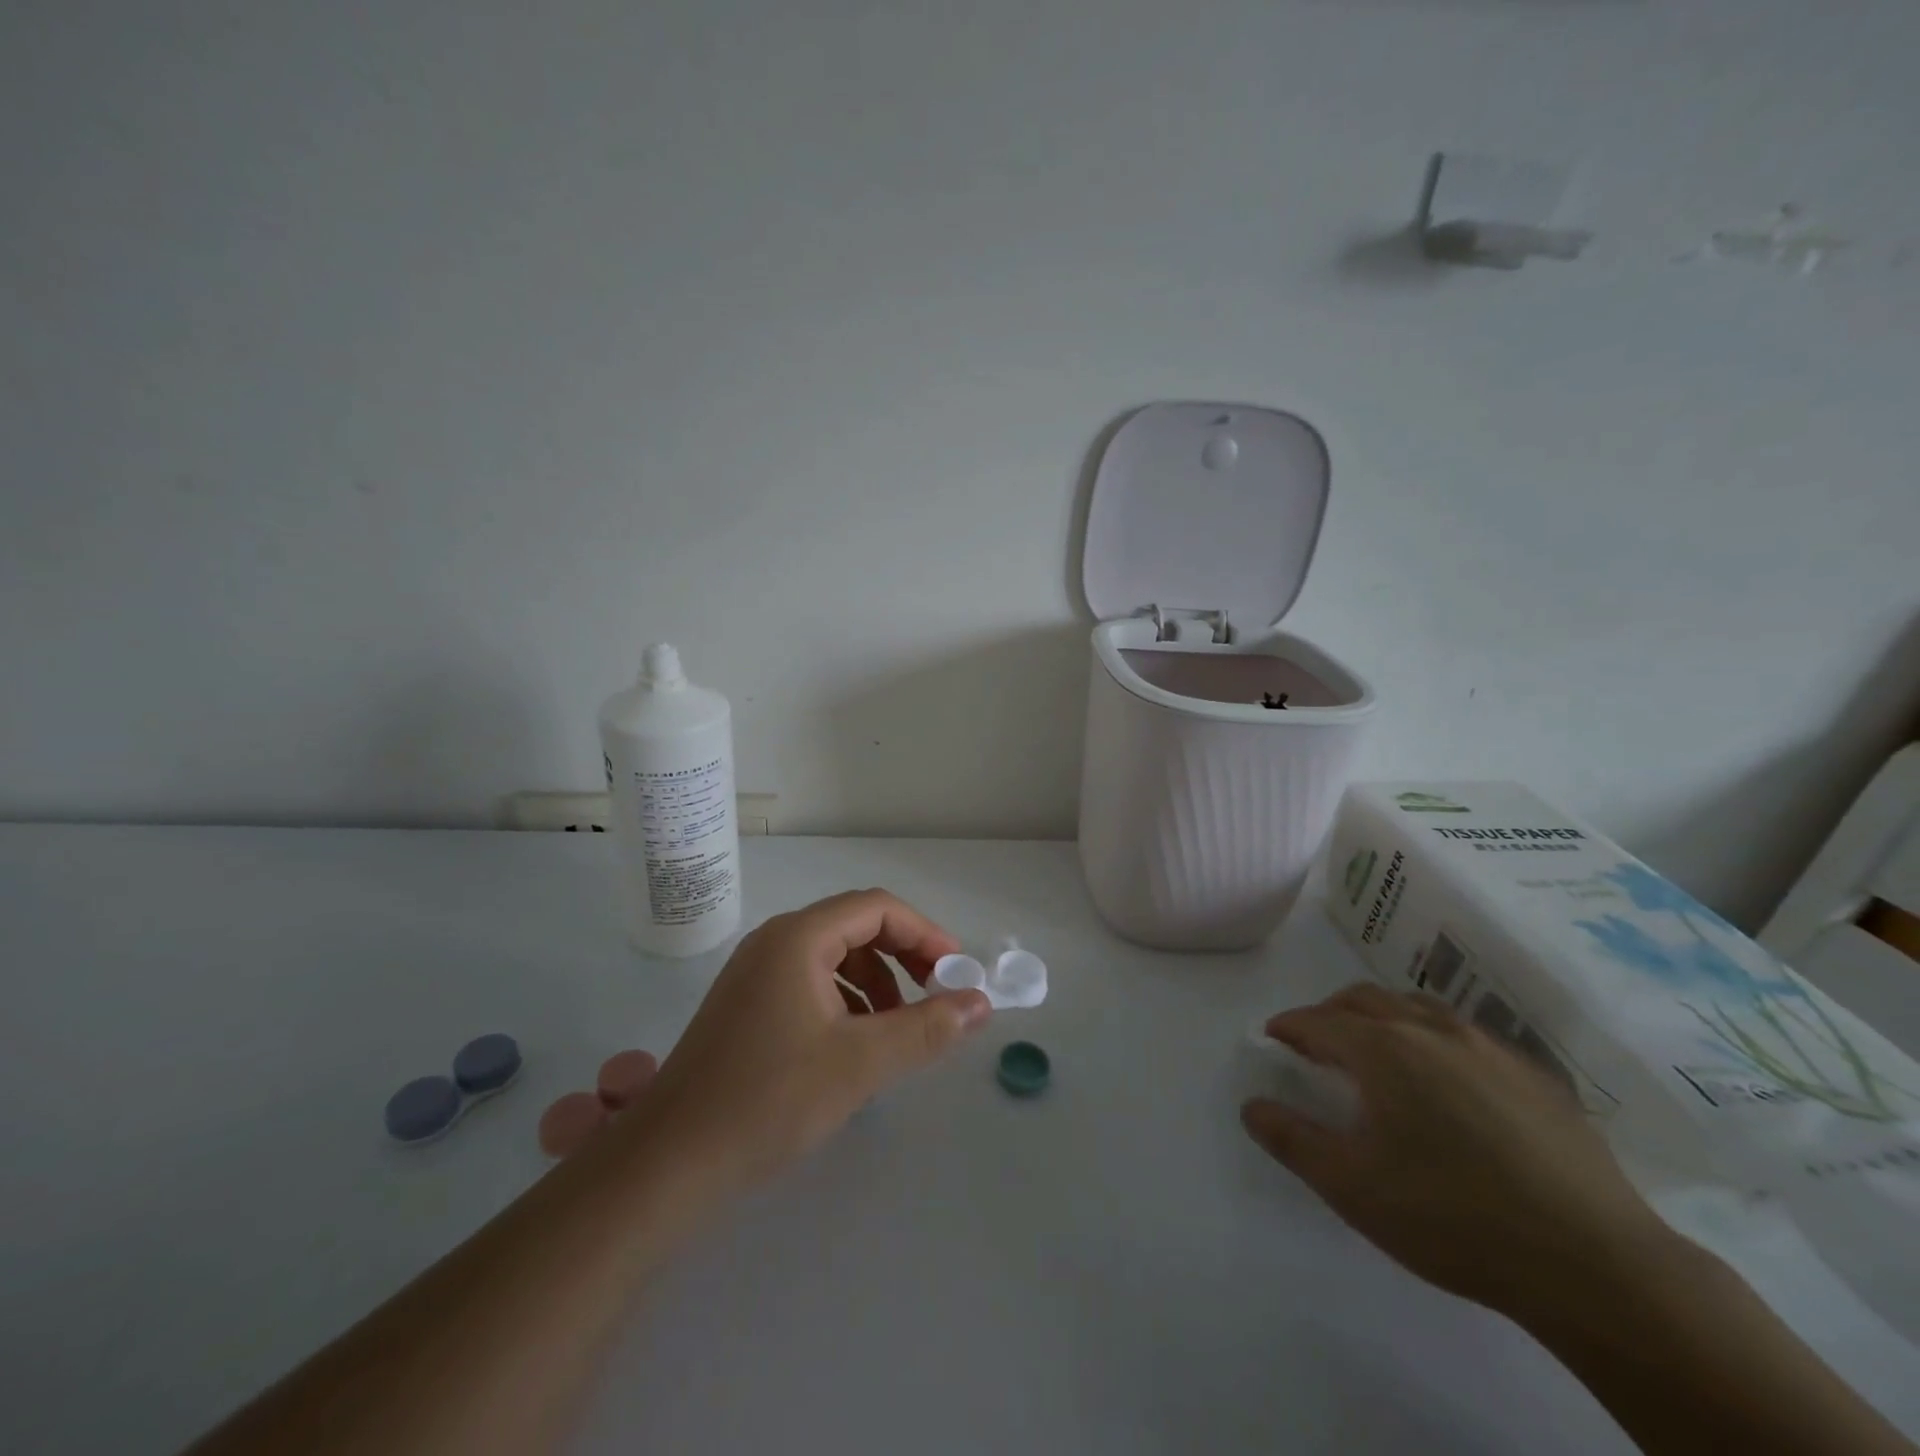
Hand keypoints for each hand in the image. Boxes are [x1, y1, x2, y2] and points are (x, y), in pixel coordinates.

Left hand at [625, 888, 992, 1197]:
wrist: (667, 1166)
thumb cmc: (769, 1101)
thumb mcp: (860, 1063)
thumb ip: (927, 1028)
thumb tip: (981, 1002)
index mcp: (798, 938)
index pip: (877, 908)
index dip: (924, 934)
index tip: (955, 974)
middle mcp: (774, 942)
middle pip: (855, 927)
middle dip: (903, 958)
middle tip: (934, 999)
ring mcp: (755, 974)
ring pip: (834, 958)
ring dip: (876, 983)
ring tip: (897, 1031)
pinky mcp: (746, 1006)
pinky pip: (810, 983)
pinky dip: (846, 1002)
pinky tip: (854, 1047)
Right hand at [1241, 982, 1674, 1320]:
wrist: (1596, 1265)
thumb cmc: (1454, 1218)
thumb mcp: (1352, 1187)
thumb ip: (1291, 1139)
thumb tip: (1252, 1105)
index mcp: (1383, 1048)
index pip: (1318, 1021)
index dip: (1288, 1027)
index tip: (1273, 1039)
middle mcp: (1432, 1030)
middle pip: (1366, 999)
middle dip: (1331, 1013)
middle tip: (1318, 1044)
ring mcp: (1490, 1048)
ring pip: (1420, 1008)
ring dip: (1385, 1018)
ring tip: (1379, 1053)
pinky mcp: (1537, 1076)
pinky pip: (1468, 1036)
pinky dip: (1436, 1040)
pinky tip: (1450, 1085)